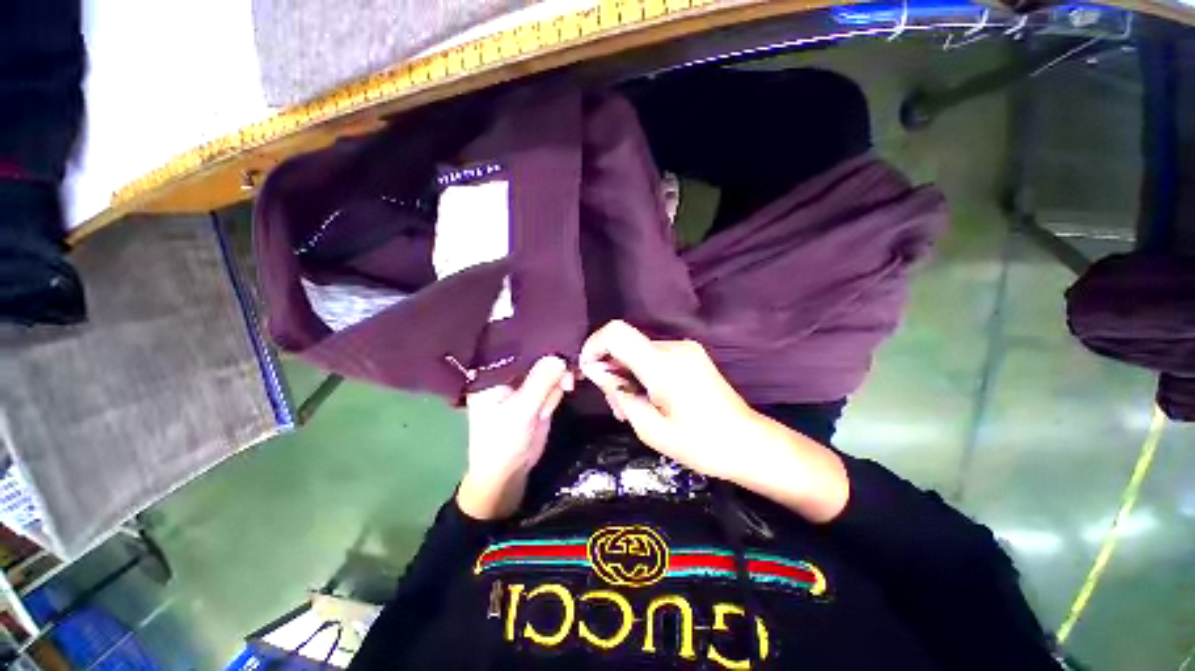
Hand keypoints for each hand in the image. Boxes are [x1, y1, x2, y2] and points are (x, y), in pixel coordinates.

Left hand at [457, 356, 573, 519]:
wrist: (509, 472)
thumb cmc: (503, 442)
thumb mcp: (521, 411)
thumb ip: (540, 382)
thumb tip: (559, 356)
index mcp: (493, 371)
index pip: (516, 345)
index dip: (538, 341)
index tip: (559, 341)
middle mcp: (508, 371)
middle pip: (536, 352)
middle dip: (553, 363)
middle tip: (566, 378)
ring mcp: (524, 381)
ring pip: (549, 365)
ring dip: (558, 380)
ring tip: (548, 405)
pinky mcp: (538, 391)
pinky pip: (554, 379)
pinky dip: (560, 385)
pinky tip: (561, 394)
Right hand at [578, 320, 762, 480]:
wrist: (748, 443)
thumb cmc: (700, 443)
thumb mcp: (649, 428)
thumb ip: (619, 394)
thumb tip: (595, 371)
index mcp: (662, 365)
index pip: (616, 333)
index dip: (594, 346)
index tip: (589, 371)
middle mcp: (673, 347)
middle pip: (626, 343)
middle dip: (611, 368)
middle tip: (615, 405)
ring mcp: (685, 348)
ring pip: (639, 350)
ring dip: (627, 373)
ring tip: (633, 407)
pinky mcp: (691, 354)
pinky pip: (655, 355)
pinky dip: (643, 372)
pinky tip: (649, 397)